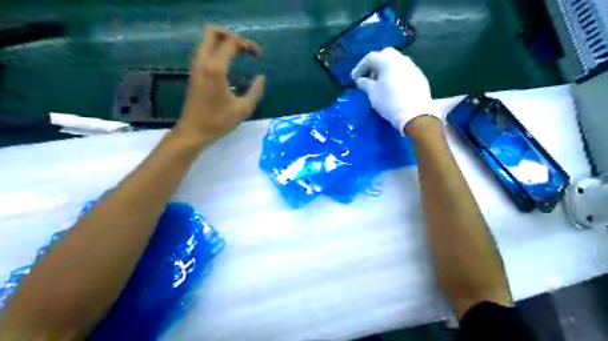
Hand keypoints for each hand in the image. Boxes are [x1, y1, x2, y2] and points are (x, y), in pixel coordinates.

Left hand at [173, 25, 263, 141]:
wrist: (194, 131)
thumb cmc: (218, 121)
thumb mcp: (243, 109)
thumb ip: (256, 91)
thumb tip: (261, 77)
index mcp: (215, 68)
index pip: (231, 42)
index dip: (248, 44)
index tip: (258, 57)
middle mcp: (203, 61)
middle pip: (212, 31)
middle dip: (231, 35)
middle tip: (245, 49)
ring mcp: (196, 66)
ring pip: (206, 39)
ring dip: (223, 42)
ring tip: (239, 55)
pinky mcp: (194, 72)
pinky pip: (204, 50)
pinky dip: (217, 50)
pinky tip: (228, 64)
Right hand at [350, 47, 439, 132]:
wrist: (415, 113)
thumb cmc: (389, 101)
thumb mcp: (372, 93)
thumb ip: (365, 84)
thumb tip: (361, 80)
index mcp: (387, 60)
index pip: (370, 58)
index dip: (360, 68)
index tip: (354, 79)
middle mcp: (401, 59)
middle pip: (384, 56)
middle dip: (374, 66)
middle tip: (369, 78)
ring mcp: (412, 67)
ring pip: (396, 63)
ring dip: (386, 70)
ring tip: (381, 84)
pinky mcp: (419, 76)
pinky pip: (404, 71)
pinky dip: (396, 75)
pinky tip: (393, 88)